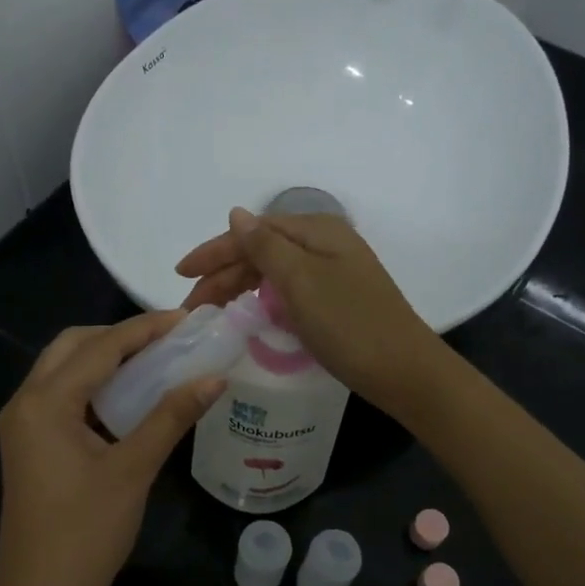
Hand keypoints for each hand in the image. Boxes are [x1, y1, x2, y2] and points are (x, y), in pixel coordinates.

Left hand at [0, 312, 225, 585]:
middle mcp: (25, 402)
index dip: (146, 329)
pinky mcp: (30, 443)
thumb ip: (171, 417)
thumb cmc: (85, 533)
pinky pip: (62, 396)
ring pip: (64, 369)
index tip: (187, 319)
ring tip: (155, 360)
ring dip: (105, 359)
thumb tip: (214, 378)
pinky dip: (94, 386)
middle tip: (168, 341)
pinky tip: (129, 396)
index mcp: (45, 402)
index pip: (101, 348)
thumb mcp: (133, 470)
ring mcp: (23, 424)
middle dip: (120, 337)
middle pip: (73, 346)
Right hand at [175, 208, 441, 415]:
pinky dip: (263, 299)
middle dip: (223, 274)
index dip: (214, 251)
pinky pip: (288, 290)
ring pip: (273, 271)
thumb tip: (235, 213)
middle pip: (261, 250)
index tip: (180, 274)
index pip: (253, 231)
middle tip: (192, 307)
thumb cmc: (349, 324)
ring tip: (212, 312)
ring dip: (239, 287)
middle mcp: (325, 244)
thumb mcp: (301, 281)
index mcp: (317, 231)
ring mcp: (333, 272)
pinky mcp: (336, 299)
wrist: (404, 371)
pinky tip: (249, 314)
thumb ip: (265, 246)